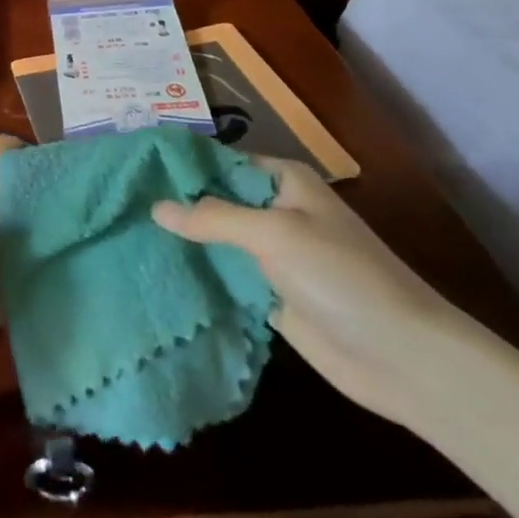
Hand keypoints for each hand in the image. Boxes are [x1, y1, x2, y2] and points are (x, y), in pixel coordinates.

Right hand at [152, 159, 468, 426]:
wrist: (400, 356)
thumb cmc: (341, 276)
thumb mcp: (274, 234)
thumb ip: (212, 218)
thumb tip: (156, 206)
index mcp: (283, 182)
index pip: (221, 161)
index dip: (180, 165)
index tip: (132, 170)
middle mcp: (275, 211)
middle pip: (215, 200)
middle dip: (175, 204)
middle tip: (118, 205)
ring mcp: (272, 255)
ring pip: (216, 239)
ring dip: (182, 241)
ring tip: (124, 234)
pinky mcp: (268, 294)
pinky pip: (225, 275)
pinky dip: (197, 274)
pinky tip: (155, 271)